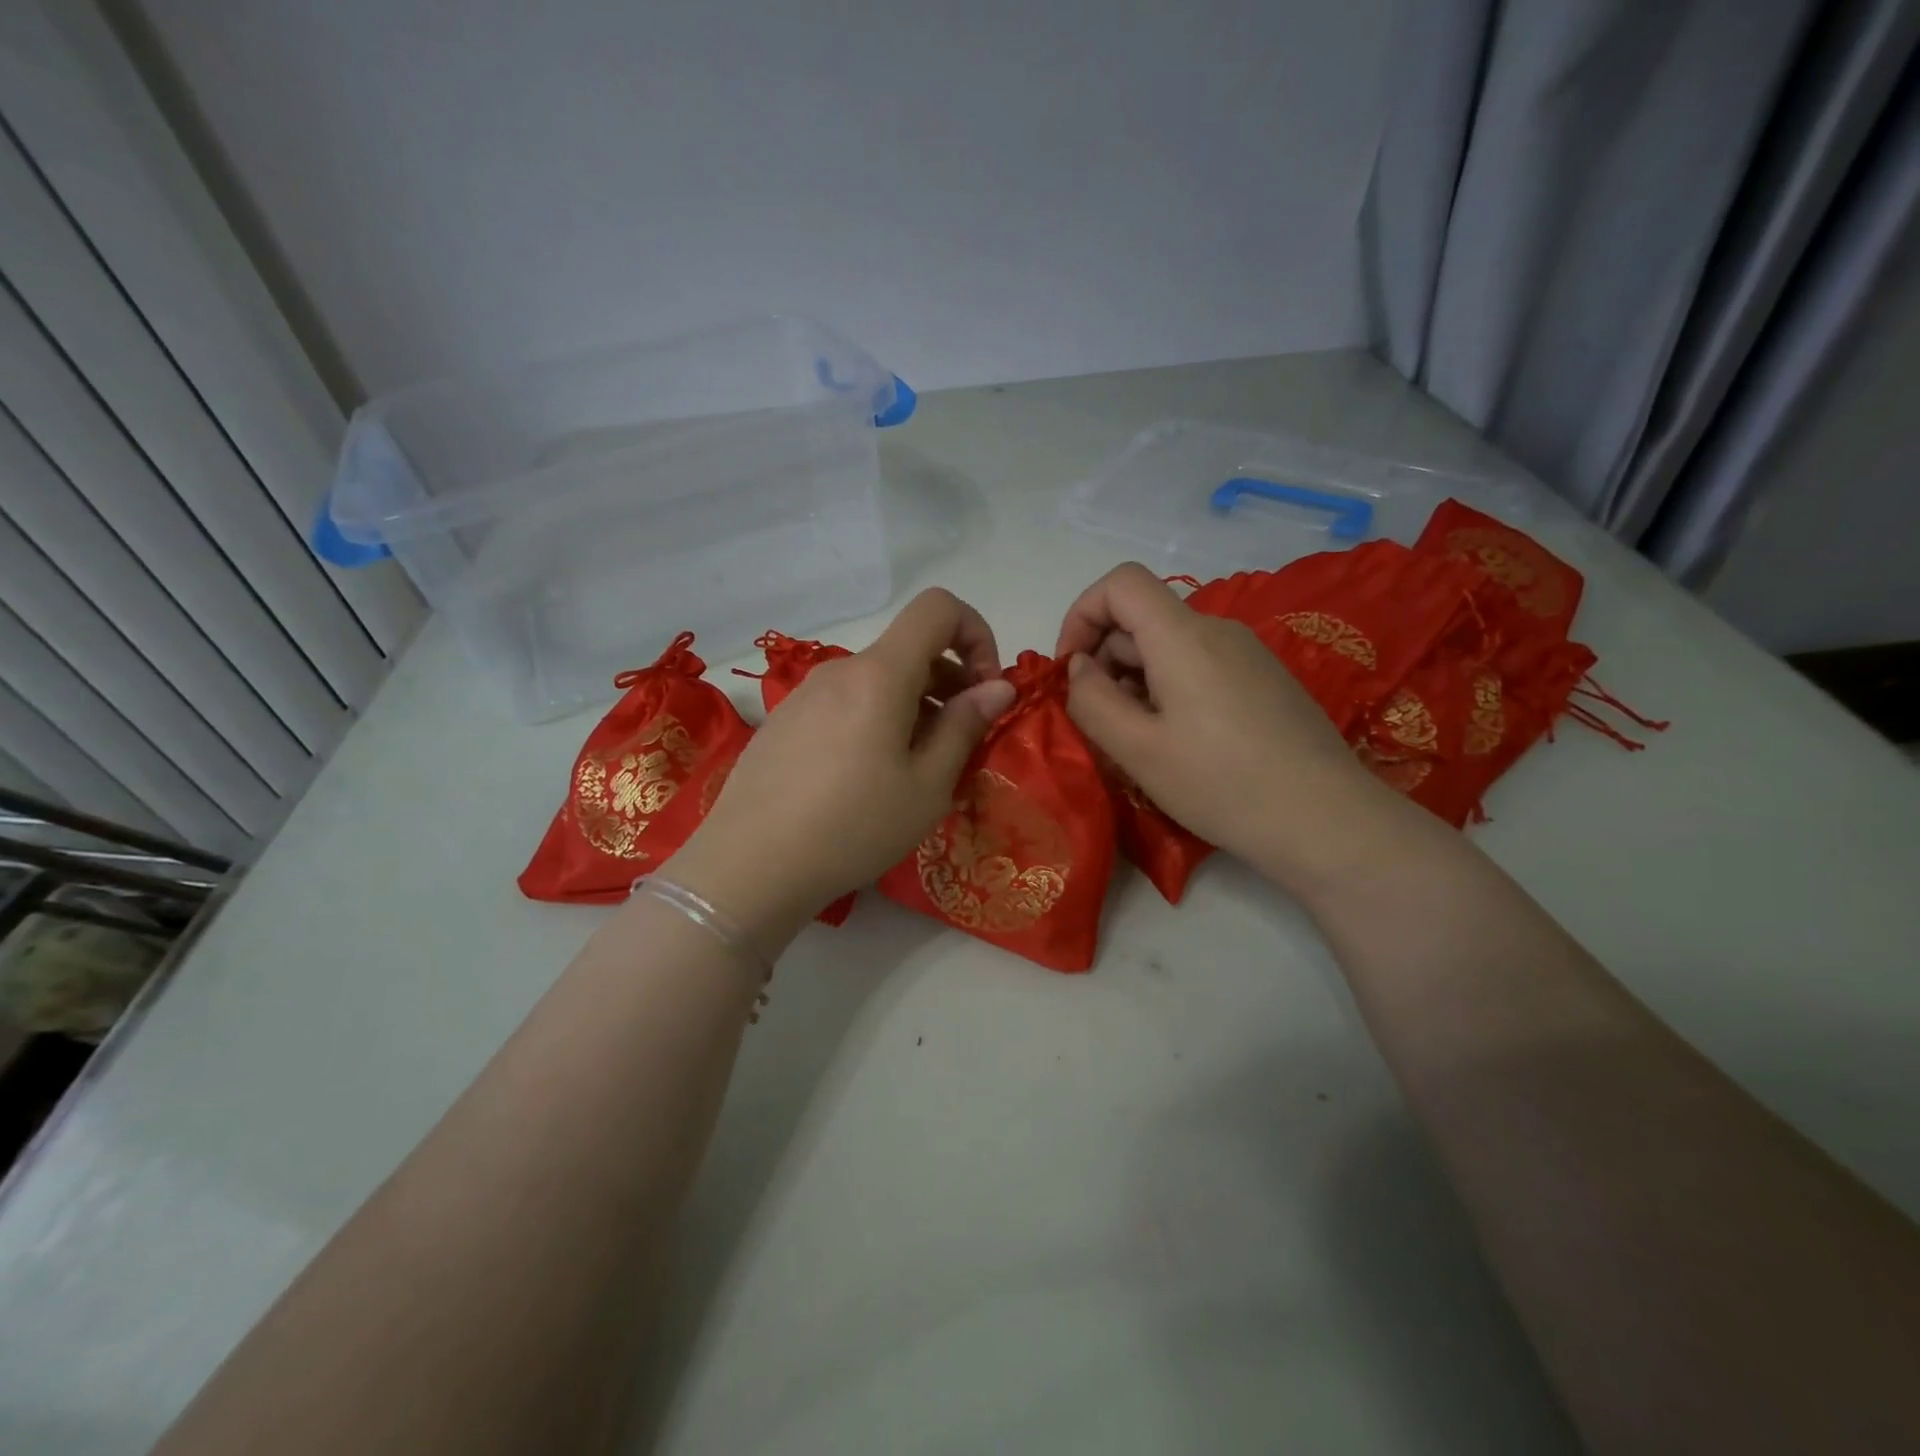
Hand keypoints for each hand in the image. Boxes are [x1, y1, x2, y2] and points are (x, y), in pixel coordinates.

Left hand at [671, 589, 1015, 947]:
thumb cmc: (853, 826)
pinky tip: (868, 780)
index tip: (985, 688)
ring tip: (917, 770)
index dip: (976, 633)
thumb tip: (998, 687)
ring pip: (878, 681)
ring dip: (914, 707)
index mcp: (880, 674)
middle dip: (950, 682)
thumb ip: (965, 726)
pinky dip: (877, 721)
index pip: (937, 607)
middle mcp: (840, 670)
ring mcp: (805, 694)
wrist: (749, 866)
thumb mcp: (927, 785)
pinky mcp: (785, 722)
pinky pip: (846, 704)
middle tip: (961, 742)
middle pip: (909, 649)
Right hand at [1055, 562, 1398, 884]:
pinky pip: (1199, 666)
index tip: (1070, 669)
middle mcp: (1218, 630)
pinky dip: (1169, 690)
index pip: (1120, 583)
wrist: (1326, 820)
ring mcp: (1247, 654)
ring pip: (1169, 647)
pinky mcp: (1264, 680)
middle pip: (1142, 618)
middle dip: (1105, 660)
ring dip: (1135, 681)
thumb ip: (1091, 700)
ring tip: (1137, 742)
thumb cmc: (1221, 784)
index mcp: (1183, 635)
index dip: (1081, 614)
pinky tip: (1178, 743)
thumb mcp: (1137, 749)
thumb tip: (1079, 668)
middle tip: (1099, 723)